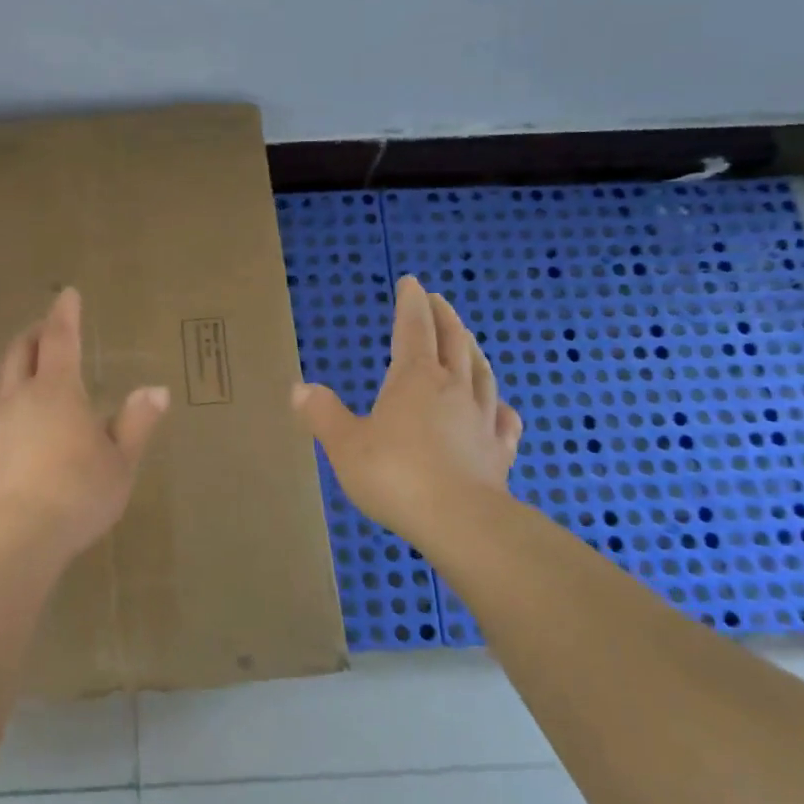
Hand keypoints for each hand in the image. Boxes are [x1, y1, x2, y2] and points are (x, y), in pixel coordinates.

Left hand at [0, 287, 169, 561]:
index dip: (65, 314)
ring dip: (7, 363)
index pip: (60, 339)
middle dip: (33, 335)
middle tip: (43, 329)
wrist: (13, 539)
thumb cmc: (77, 495)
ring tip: (16, 362)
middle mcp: (17, 398)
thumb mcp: (121, 462)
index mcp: (56, 392)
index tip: (66, 294)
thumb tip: (157, 390)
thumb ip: (137, 423)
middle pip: (20, 353)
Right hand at [292, 275, 522, 557]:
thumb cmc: (395, 475)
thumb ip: (323, 414)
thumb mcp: (345, 444)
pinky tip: (501, 407)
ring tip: (468, 339)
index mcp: (414, 379)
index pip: (413, 328)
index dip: (411, 303)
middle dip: (444, 317)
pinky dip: (501, 407)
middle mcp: (452, 388)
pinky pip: (504, 420)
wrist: (460, 521)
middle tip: (438, 300)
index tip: (411, 282)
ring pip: (481, 372)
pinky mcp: (499, 451)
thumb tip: (299, 389)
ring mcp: (481, 418)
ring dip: (472, 350)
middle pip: (452, 341)